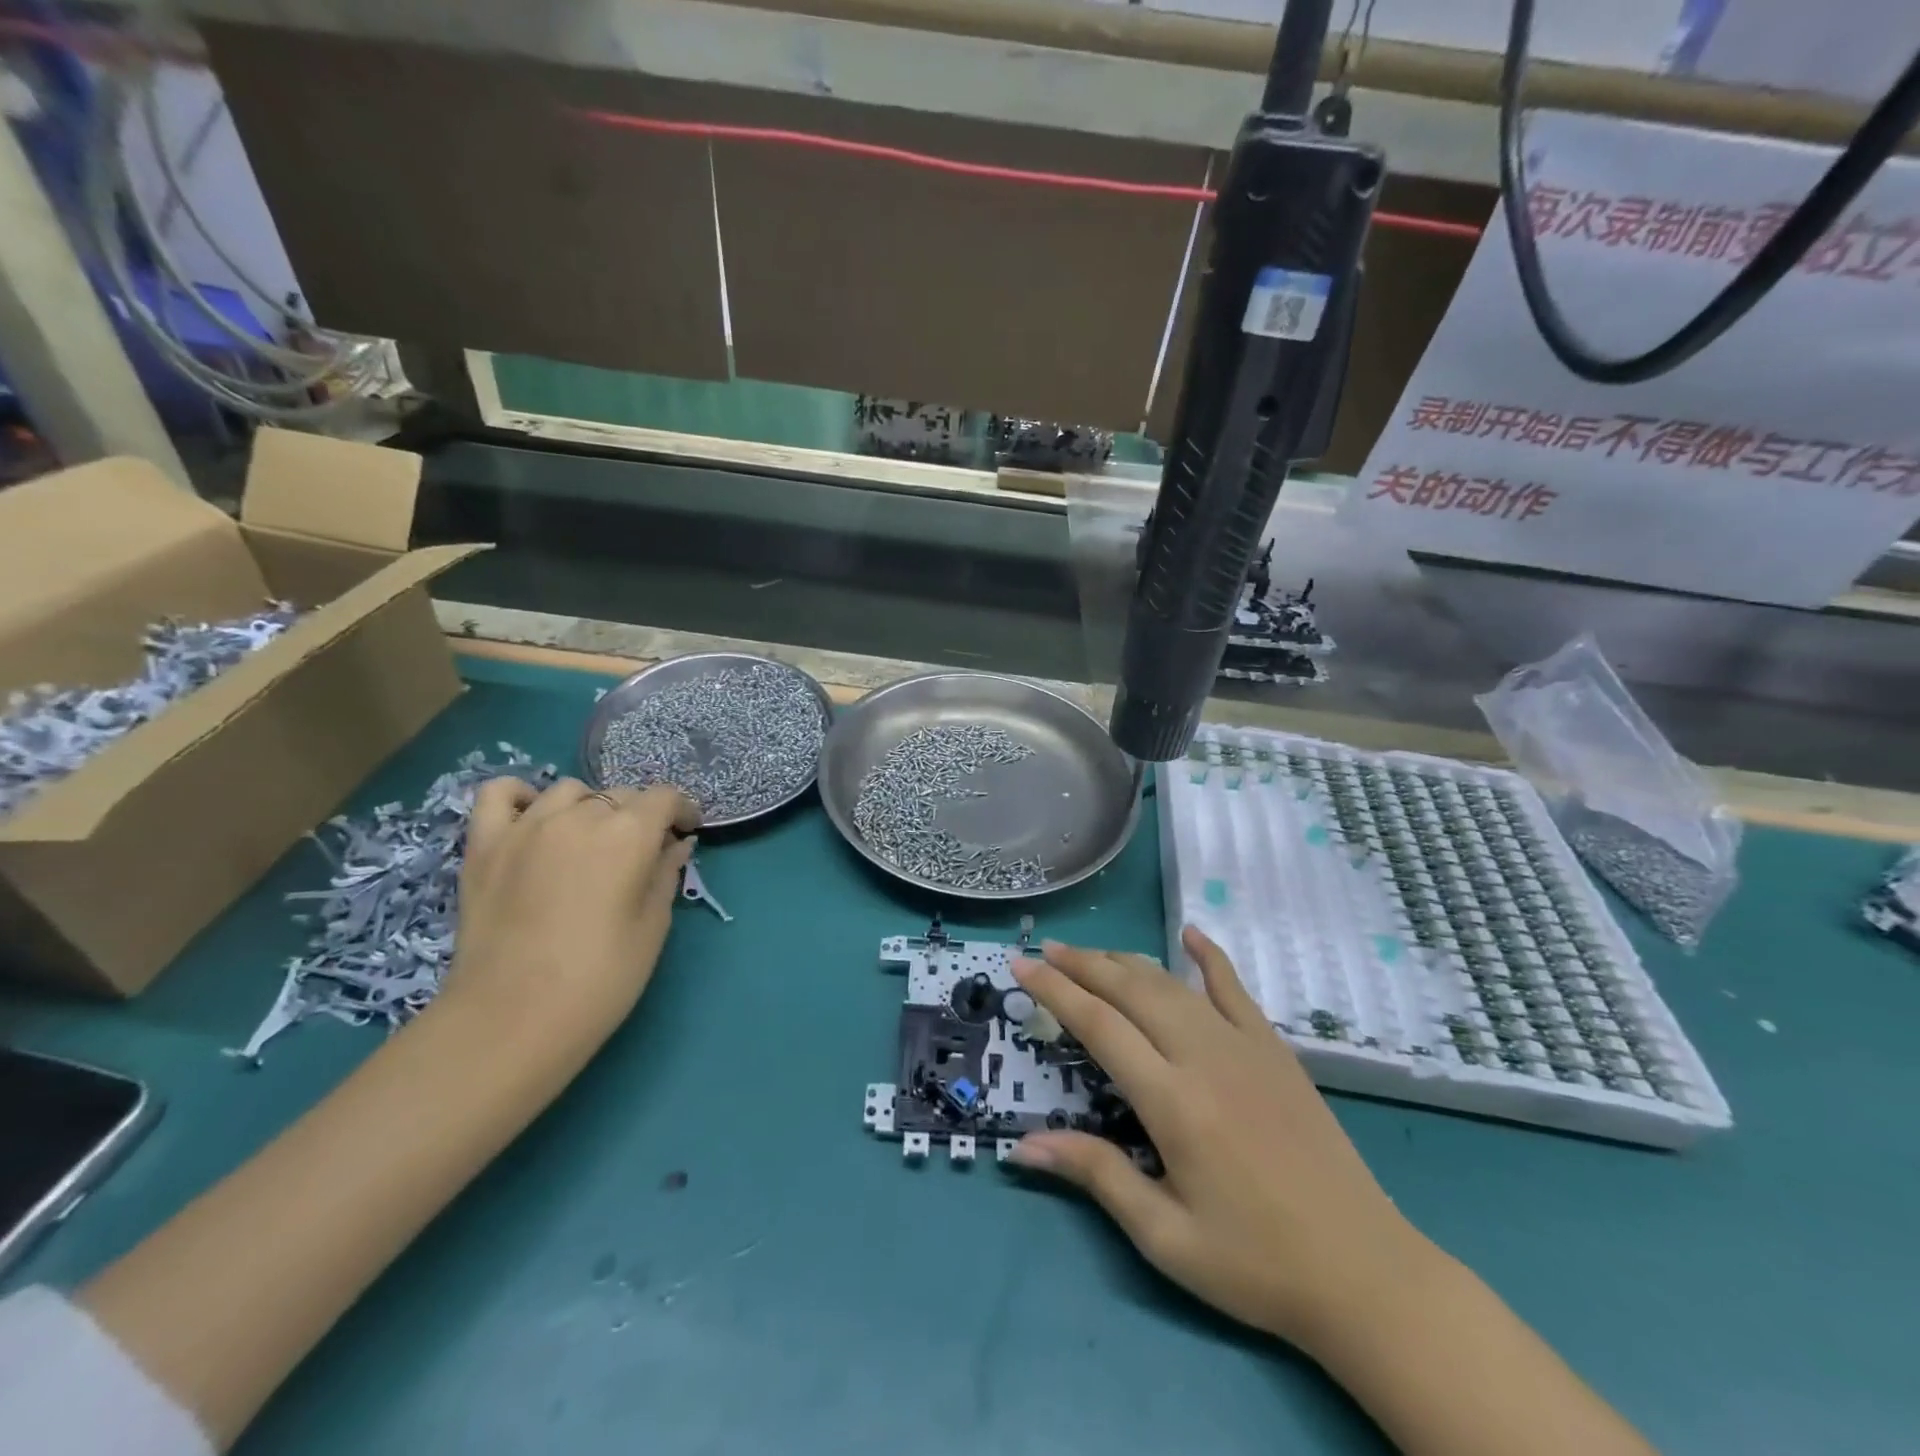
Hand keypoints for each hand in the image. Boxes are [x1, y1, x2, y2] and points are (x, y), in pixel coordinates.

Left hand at [433, 777, 700, 1061]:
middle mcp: (580, 816)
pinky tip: (532, 819)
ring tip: (589, 840)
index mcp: (628, 834)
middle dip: (640, 816)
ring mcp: (526, 826)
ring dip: (589, 808)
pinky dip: (521, 797)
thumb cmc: (600, 978)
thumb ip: (665, 874)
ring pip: (569, 791)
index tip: (686, 834)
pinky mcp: (484, 845)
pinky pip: (499, 794)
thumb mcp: (653, 927)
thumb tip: (674, 845)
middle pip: (620, 795)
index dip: (682, 811)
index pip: (665, 798)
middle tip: (641, 853)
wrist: (511, 1020)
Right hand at [1008, 928, 1436, 1351]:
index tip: (1021, 966)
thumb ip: (1096, 1176)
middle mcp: (1204, 1057)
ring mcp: (1244, 1046)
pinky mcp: (1274, 1049)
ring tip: (1090, 953)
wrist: (1364, 1272)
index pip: (1099, 1025)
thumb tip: (1024, 1146)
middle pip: (1131, 991)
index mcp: (1173, 1102)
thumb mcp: (1166, 1237)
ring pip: (1172, 984)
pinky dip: (1209, 956)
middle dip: (1082, 965)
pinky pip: (1236, 989)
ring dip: (1125, 962)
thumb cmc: (1255, 1263)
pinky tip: (1190, 933)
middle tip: (1045, 951)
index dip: (1055, 991)